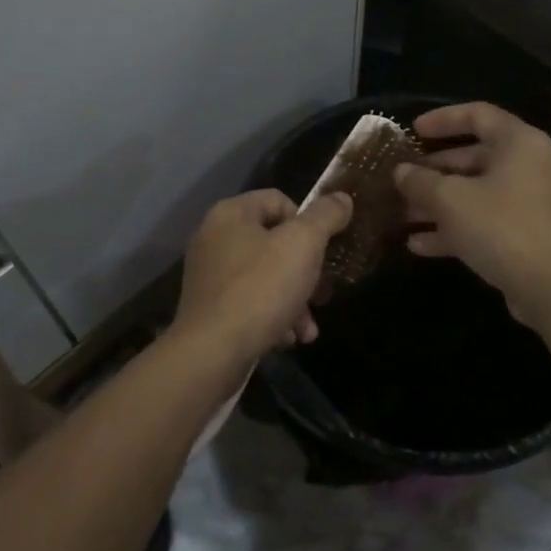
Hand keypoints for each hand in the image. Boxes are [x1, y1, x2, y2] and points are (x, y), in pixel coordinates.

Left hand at [171, 190, 353, 360]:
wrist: (212, 352)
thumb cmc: (260, 289)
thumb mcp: (303, 245)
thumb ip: (325, 217)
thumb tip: (341, 198)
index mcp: (231, 213)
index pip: (279, 200)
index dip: (307, 223)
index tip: (322, 251)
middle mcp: (214, 238)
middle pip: (274, 242)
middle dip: (305, 271)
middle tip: (321, 295)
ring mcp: (208, 274)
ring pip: (265, 276)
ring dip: (294, 300)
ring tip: (307, 329)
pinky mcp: (209, 307)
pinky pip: (249, 302)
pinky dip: (272, 316)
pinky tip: (288, 338)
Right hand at [395, 103, 550, 328]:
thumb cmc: (502, 227)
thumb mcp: (450, 200)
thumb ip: (420, 181)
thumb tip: (400, 171)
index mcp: (519, 143)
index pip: (478, 114)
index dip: (442, 119)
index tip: (412, 130)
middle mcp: (528, 166)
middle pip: (474, 157)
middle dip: (433, 170)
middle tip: (401, 179)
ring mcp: (529, 203)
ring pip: (476, 193)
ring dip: (438, 203)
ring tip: (402, 214)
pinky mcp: (526, 235)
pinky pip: (484, 221)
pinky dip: (454, 228)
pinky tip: (418, 244)